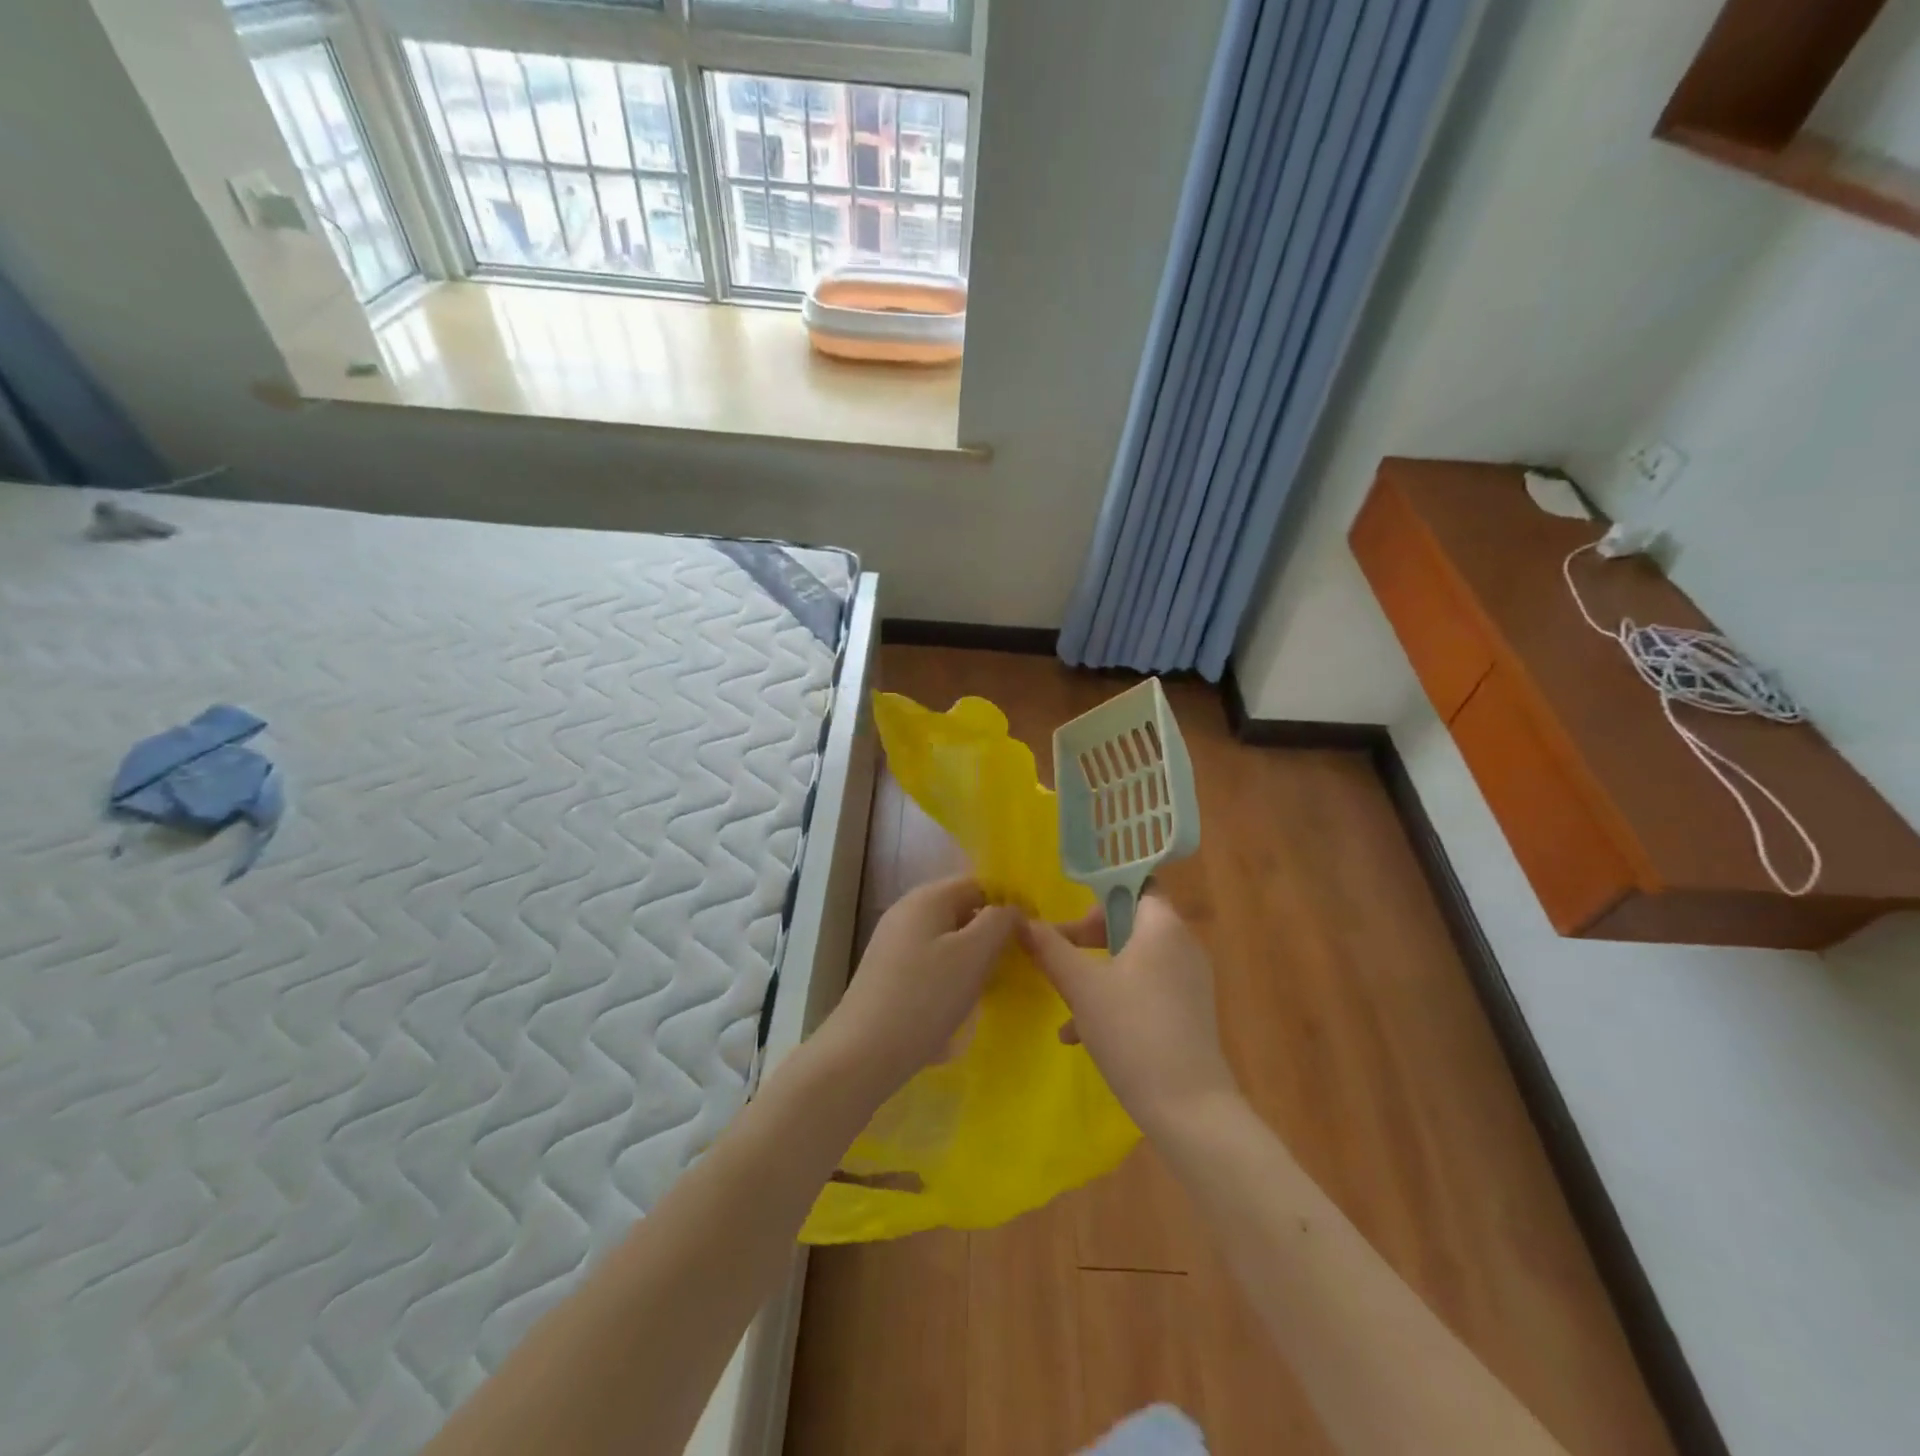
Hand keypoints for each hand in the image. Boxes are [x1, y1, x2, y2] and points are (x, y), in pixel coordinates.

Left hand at [819, 876, 1018, 1100]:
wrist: (864, 1052)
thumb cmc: (926, 996)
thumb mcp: (974, 954)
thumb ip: (999, 922)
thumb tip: (1011, 910)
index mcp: (927, 897)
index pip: (979, 884)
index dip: (1008, 904)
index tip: (1031, 936)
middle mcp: (907, 910)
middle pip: (962, 909)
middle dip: (990, 932)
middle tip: (1015, 963)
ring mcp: (894, 941)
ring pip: (947, 937)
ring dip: (972, 956)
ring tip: (991, 985)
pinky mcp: (888, 971)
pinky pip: (931, 959)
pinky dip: (951, 973)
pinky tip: (960, 1002)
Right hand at [1017, 893, 1241, 1137]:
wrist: (1189, 1109)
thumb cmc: (1132, 1031)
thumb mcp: (1081, 987)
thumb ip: (1050, 949)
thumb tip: (1022, 921)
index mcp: (1163, 927)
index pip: (1136, 885)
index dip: (1100, 895)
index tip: (1069, 917)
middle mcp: (1183, 946)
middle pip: (1130, 923)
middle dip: (1088, 938)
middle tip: (1058, 953)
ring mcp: (1188, 983)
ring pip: (1133, 961)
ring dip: (1095, 973)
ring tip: (1062, 1000)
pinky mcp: (1187, 1015)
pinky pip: (1145, 990)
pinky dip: (1114, 999)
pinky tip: (1078, 1034)